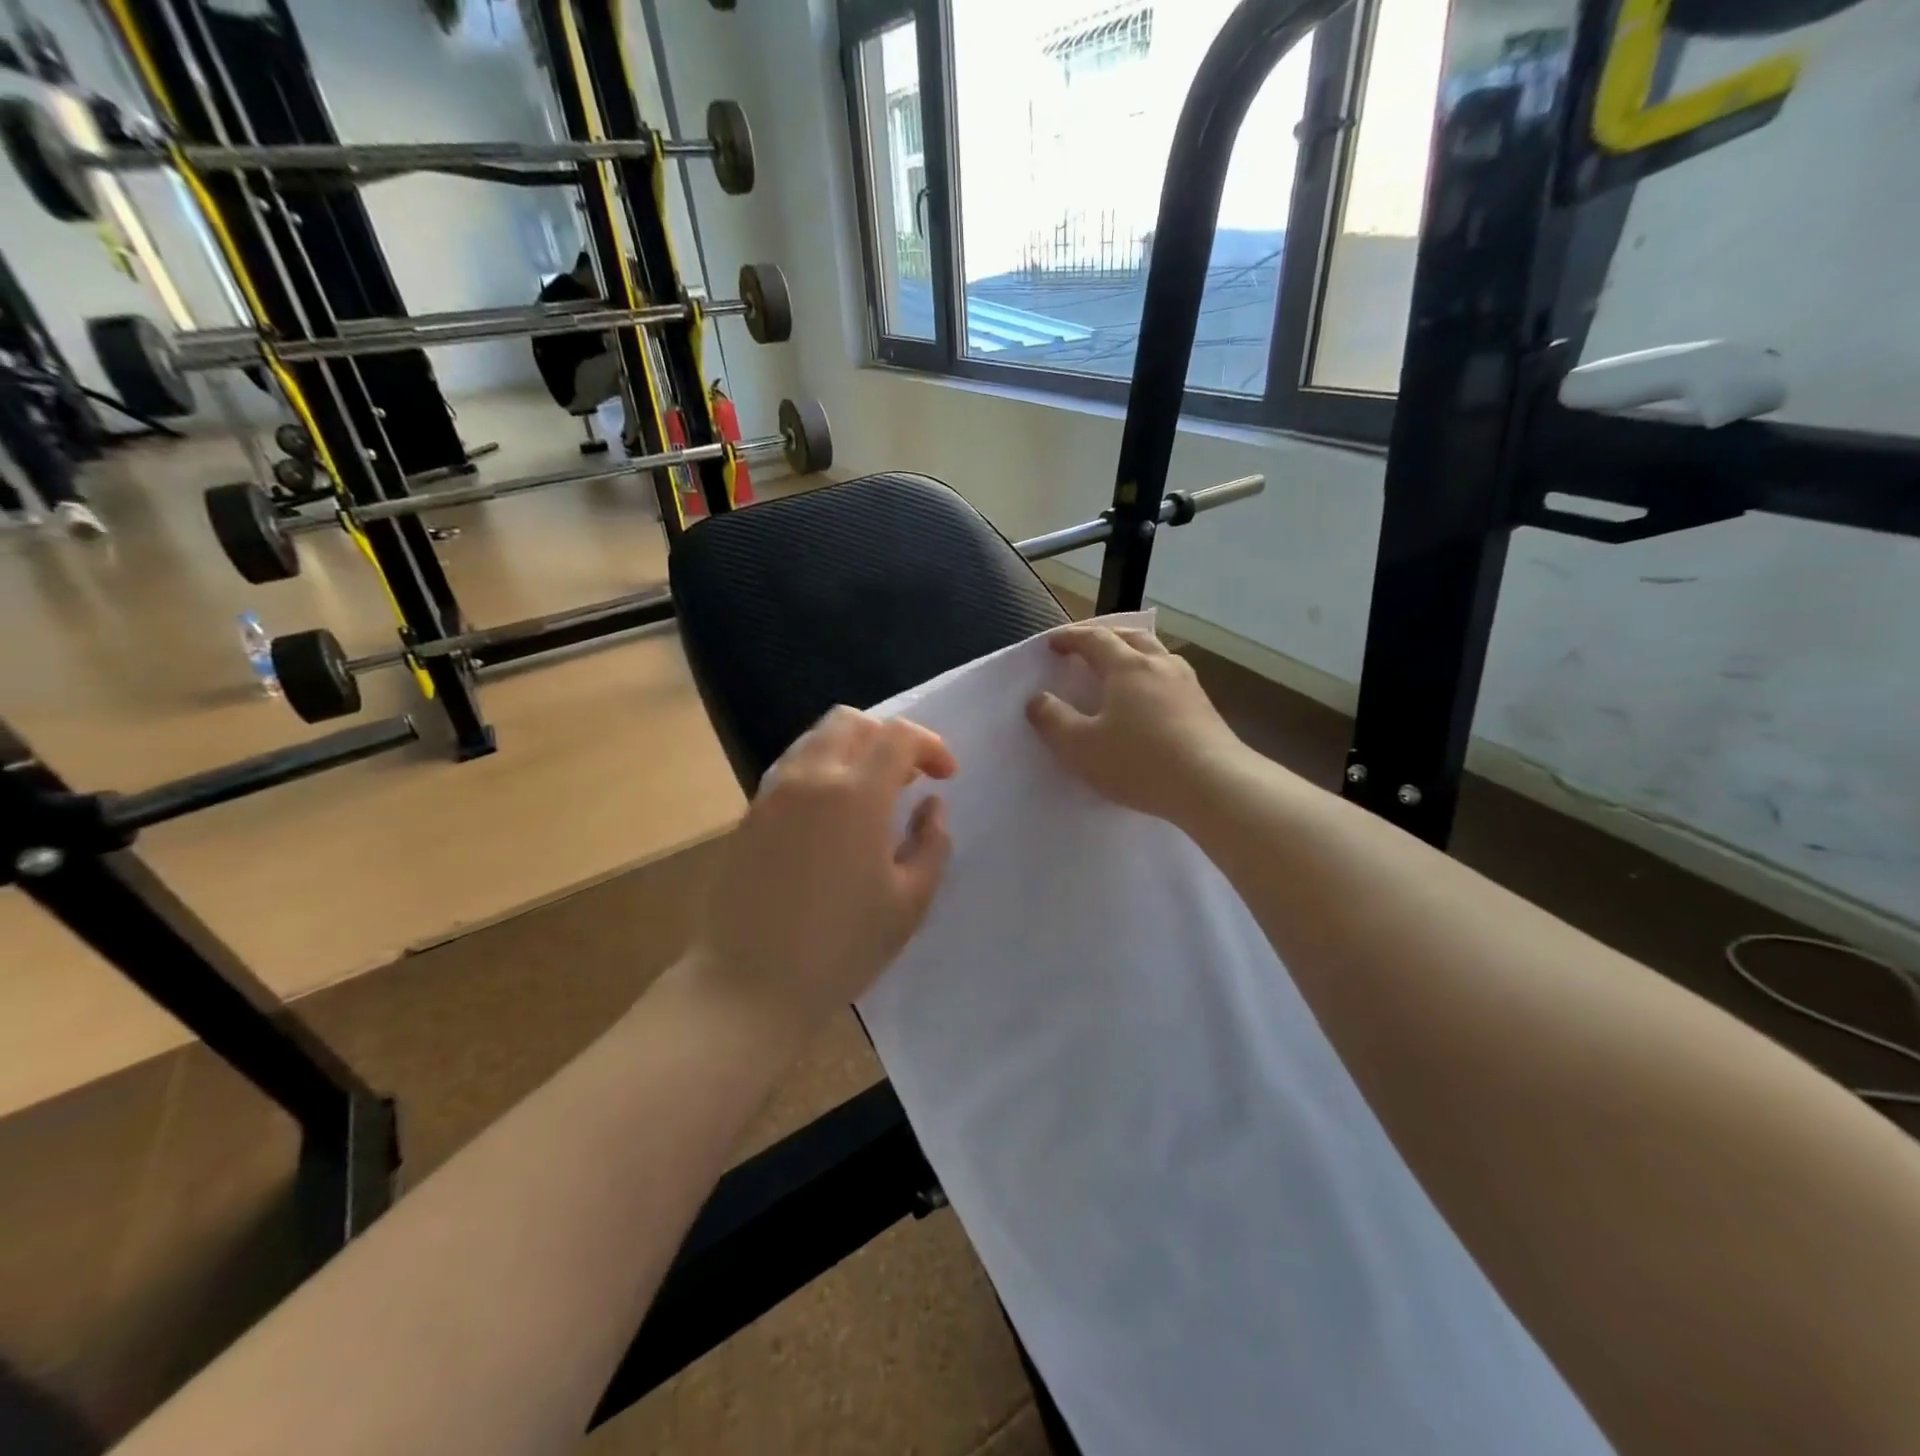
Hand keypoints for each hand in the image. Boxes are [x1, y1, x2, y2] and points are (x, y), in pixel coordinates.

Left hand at [691, 707, 955, 1031]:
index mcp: (856, 795)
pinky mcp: (750, 813)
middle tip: (907, 778)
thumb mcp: (910, 903)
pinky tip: (832, 814)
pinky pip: (792, 767)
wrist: (749, 984)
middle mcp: (811, 778)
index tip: (945, 778)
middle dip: (888, 737)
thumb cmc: (841, 948)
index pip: (898, 736)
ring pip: (816, 739)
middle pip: (851, 722)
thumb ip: (932, 844)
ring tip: (871, 793)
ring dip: (852, 750)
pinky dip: (821, 769)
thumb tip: (932, 806)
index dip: (930, 746)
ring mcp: (773, 793)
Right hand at [1026, 625, 1244, 821]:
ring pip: (1157, 654)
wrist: (1214, 785)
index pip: (1094, 638)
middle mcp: (1160, 665)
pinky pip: (1171, 678)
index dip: (1070, 637)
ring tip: (1119, 668)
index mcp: (1127, 666)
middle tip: (1086, 646)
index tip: (1052, 644)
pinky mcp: (1205, 707)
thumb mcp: (1081, 747)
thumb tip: (1038, 699)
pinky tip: (1150, 699)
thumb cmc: (1139, 762)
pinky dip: (1152, 676)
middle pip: (1130, 636)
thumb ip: (1053, 720)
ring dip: (1133, 653)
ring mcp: (1188, 684)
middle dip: (1104, 636)